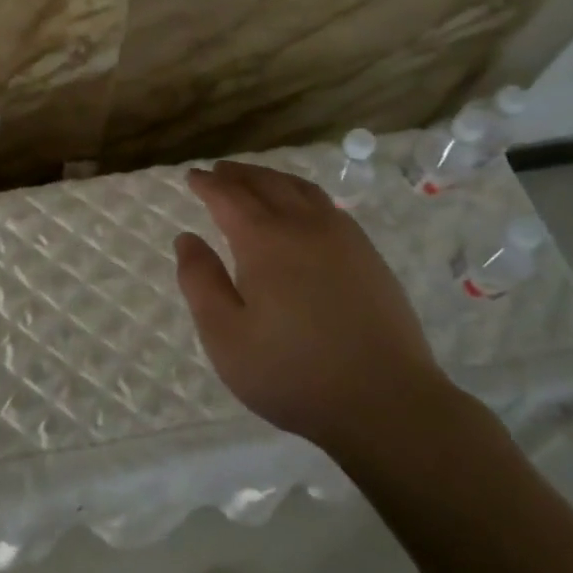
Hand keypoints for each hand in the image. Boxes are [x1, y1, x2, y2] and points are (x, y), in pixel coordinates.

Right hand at [174, 161, 453, 455]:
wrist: (386, 402)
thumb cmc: (293, 373)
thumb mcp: (226, 336)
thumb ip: (200, 282)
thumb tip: (186, 238)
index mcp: (265, 241)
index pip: (229, 196)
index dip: (207, 183)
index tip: (192, 176)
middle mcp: (303, 225)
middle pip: (266, 183)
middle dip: (238, 174)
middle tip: (218, 171)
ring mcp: (342, 237)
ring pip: (301, 189)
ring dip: (272, 178)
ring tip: (255, 180)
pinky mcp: (368, 255)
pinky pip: (328, 205)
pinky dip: (303, 193)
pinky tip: (302, 209)